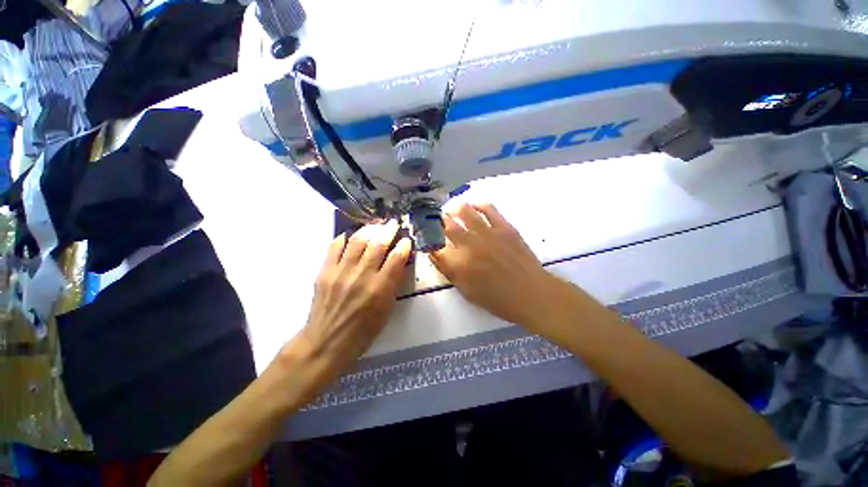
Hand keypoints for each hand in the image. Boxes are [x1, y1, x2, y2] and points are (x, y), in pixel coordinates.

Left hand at [296, 220, 411, 381]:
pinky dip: (344, 238)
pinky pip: (334, 247)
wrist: (327, 341)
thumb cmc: (363, 331)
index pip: (397, 257)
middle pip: (378, 244)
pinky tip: (350, 236)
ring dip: (368, 230)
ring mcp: (341, 272)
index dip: (403, 244)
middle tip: (393, 223)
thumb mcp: (386, 309)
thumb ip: (393, 283)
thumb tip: (398, 262)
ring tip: (374, 226)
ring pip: (357, 241)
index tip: (406, 239)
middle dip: (388, 230)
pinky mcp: (325, 271)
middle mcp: (362, 276)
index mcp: (380, 288)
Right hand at [430, 203, 559, 328]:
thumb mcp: (466, 291)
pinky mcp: (504, 227)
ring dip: (455, 208)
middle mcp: (469, 245)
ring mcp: (487, 233)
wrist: (530, 293)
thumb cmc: (496, 299)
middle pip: (447, 225)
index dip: (429, 239)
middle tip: (439, 220)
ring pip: (465, 212)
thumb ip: (448, 271)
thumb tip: (435, 253)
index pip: (435, 246)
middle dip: (439, 221)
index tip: (428, 236)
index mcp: (458, 264)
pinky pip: (488, 208)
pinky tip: (474, 205)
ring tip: (453, 208)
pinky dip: (478, 204)